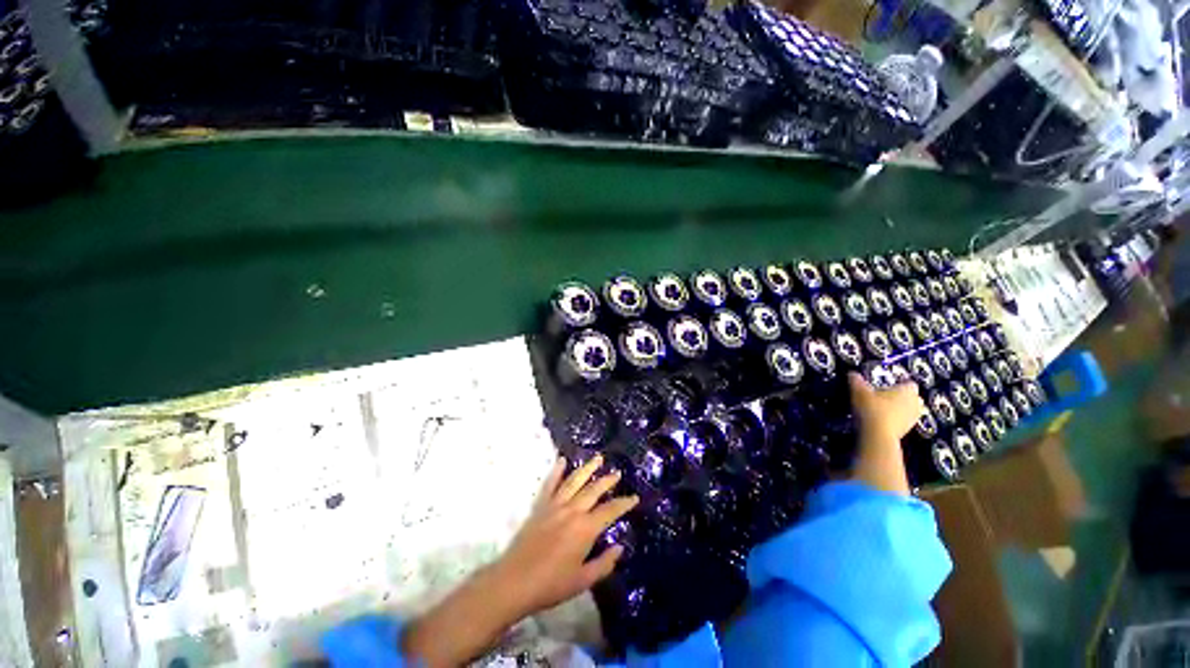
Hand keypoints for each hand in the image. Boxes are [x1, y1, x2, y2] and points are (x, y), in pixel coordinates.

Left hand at [401, 456, 637, 666]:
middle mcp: (572, 511)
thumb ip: (604, 564)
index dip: (624, 504)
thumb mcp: (583, 581)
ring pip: (574, 481)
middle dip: (607, 481)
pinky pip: (550, 484)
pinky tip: (562, 460)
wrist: (514, 582)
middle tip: (617, 473)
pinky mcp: (540, 506)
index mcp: (585, 529)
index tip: (634, 497)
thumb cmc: (551, 584)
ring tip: (598, 458)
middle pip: (594, 490)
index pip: (610, 511)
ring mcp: (555, 505)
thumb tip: (619, 548)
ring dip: (587, 469)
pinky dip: (557, 471)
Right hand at [848, 372, 925, 442]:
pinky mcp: (908, 431)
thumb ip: (857, 380)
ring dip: (897, 409)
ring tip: (881, 409)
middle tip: (883, 396)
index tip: (887, 384)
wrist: (877, 435)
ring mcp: (913, 419)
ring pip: (907, 410)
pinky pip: (902, 421)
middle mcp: (915, 403)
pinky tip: (880, 420)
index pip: (908, 383)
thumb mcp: (859, 391)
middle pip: (910, 397)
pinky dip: (894, 419)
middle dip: (899, 396)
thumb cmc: (872, 408)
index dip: (899, 383)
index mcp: (908, 390)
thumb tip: (852, 373)